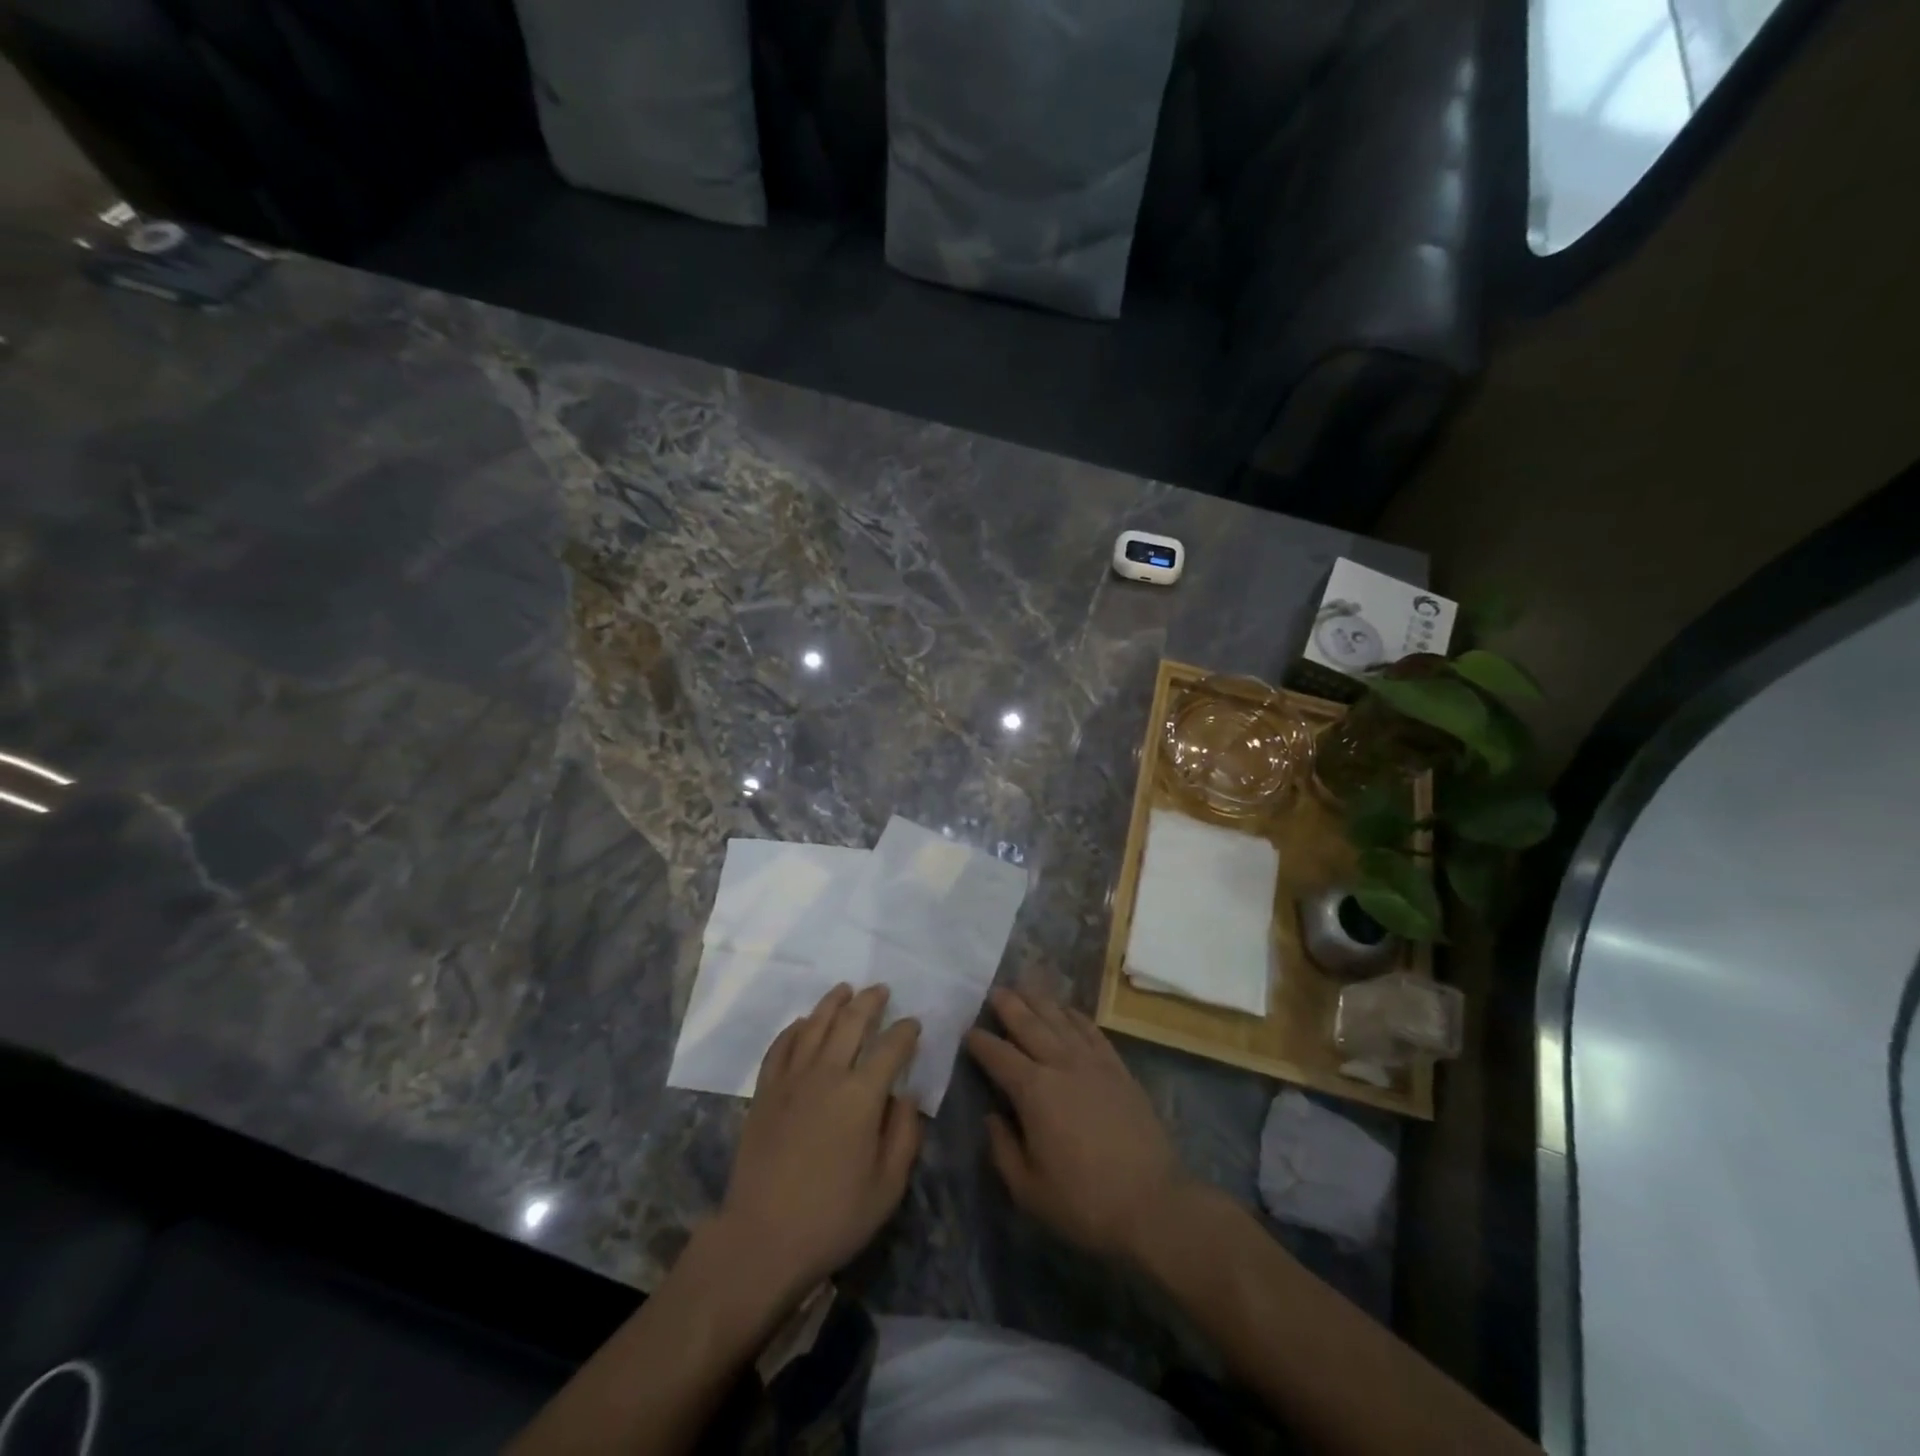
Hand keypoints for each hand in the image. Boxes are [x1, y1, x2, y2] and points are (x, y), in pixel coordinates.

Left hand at [714, 984, 923, 1298]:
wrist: (761, 1239)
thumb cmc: (833, 1218)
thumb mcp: (888, 1187)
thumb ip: (905, 1135)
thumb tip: (906, 1095)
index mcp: (862, 1096)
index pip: (890, 1048)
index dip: (905, 1031)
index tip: (913, 1024)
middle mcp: (827, 1074)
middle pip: (851, 1022)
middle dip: (870, 1001)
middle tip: (881, 990)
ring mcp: (791, 1080)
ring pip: (813, 1025)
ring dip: (832, 1003)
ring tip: (845, 990)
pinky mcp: (764, 1092)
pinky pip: (780, 1047)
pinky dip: (793, 1029)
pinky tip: (802, 1023)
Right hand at [965, 986, 1192, 1262]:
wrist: (1153, 1203)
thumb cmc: (1084, 1202)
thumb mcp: (1029, 1190)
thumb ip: (1003, 1149)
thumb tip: (991, 1116)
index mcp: (1033, 1091)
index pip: (999, 1055)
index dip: (980, 1042)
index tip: (968, 1032)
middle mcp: (1060, 1064)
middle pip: (1029, 1024)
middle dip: (1009, 1005)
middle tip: (993, 991)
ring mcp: (1093, 1062)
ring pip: (1060, 1019)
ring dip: (1039, 1001)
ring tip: (1024, 987)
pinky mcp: (1118, 1068)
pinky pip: (1092, 1030)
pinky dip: (1075, 1016)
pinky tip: (1067, 1010)